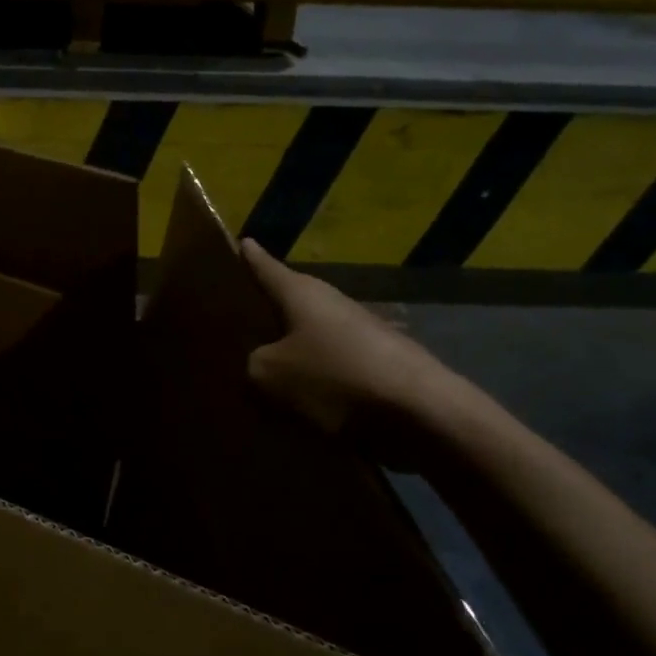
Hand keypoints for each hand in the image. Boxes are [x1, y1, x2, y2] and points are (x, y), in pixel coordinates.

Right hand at [241, 238, 468, 468]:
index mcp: (301, 292)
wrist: (422, 414)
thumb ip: (252, 365)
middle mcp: (331, 303)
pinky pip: (332, 366)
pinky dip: (315, 378)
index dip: (249, 256)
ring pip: (311, 336)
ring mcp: (360, 333)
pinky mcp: (378, 365)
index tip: (240, 241)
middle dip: (264, 309)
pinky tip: (300, 402)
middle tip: (233, 319)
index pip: (265, 266)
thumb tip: (257, 365)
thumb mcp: (270, 375)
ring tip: (261, 369)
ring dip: (290, 349)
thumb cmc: (336, 379)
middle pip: (289, 301)